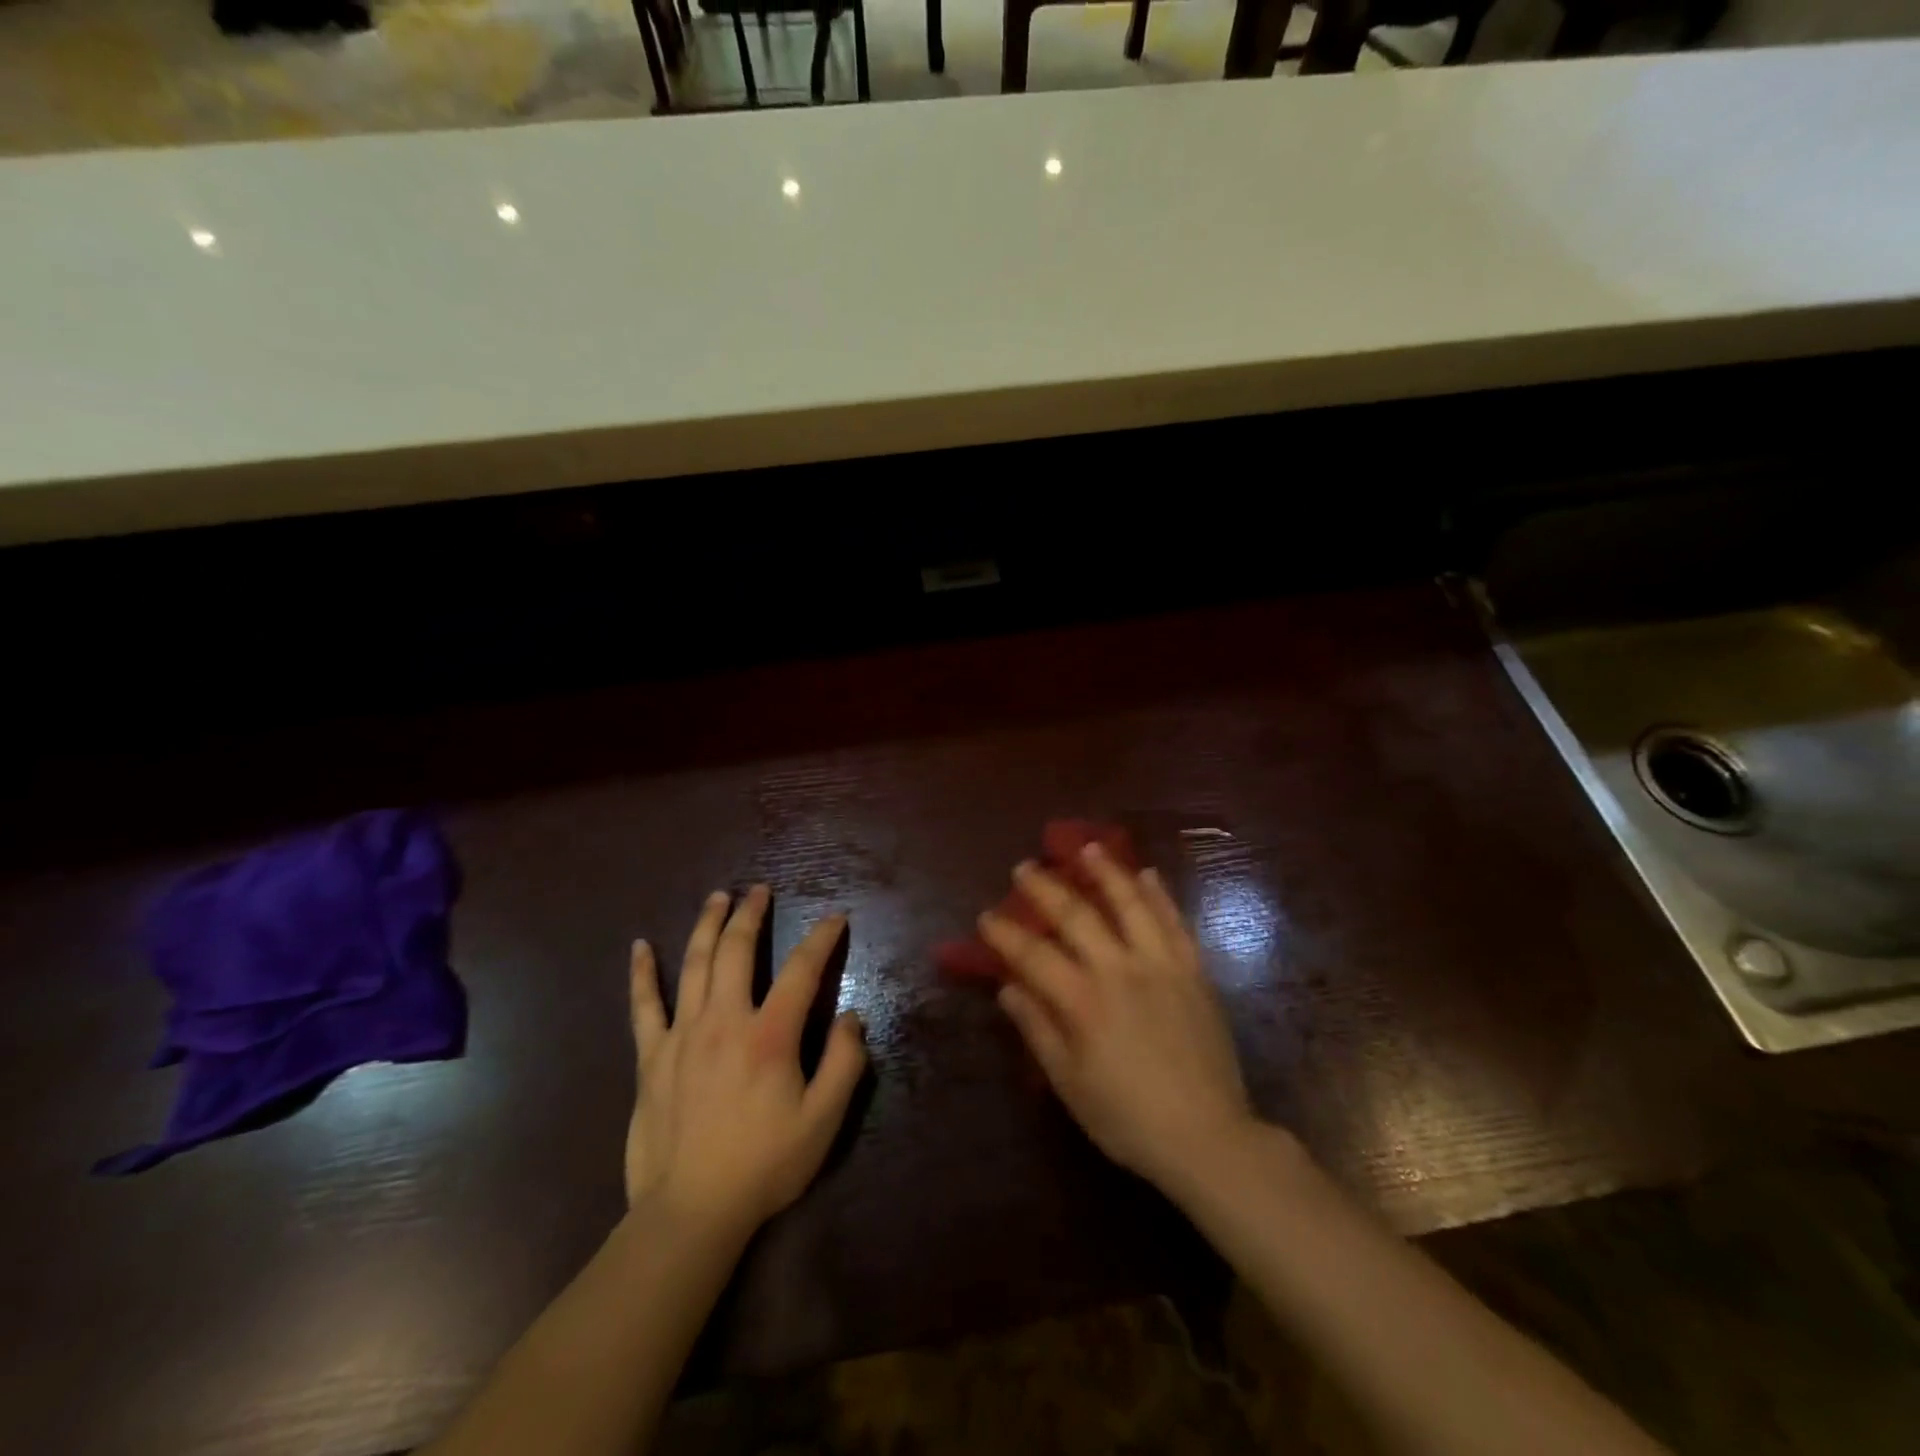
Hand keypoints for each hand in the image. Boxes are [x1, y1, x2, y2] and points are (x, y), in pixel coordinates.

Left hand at [625, 887, 867, 1236]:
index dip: (821, 939)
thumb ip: (845, 1063)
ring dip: (708, 925)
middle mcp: (724, 1021)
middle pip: (737, 951)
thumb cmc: (764, 1165)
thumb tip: (852, 1017)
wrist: (691, 1213)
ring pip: (695, 964)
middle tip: (760, 890)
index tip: (835, 918)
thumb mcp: (823, 1121)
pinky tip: (640, 947)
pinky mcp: (651, 1057)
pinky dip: (642, 974)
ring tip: (718, 897)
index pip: (801, 970)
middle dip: (751, 914)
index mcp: (770, 1035)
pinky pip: (644, 1006)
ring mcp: (682, 1036)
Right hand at [981, 846, 1256, 1195]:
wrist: (1208, 1137)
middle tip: (1024, 867)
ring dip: (1106, 872)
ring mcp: (1161, 965)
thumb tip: (1008, 988)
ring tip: (1088, 846)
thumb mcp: (1070, 1084)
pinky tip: (1148, 875)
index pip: (1033, 955)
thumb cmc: (1128, 1118)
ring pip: (1130, 904)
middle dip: (1045, 888)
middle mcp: (1119, 970)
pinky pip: (1175, 922)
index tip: (985, 916)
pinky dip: (1159, 896)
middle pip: (1076, 916)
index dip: (1005, 934)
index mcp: (1083, 1002)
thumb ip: (1038, 1030)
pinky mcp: (1194, 971)